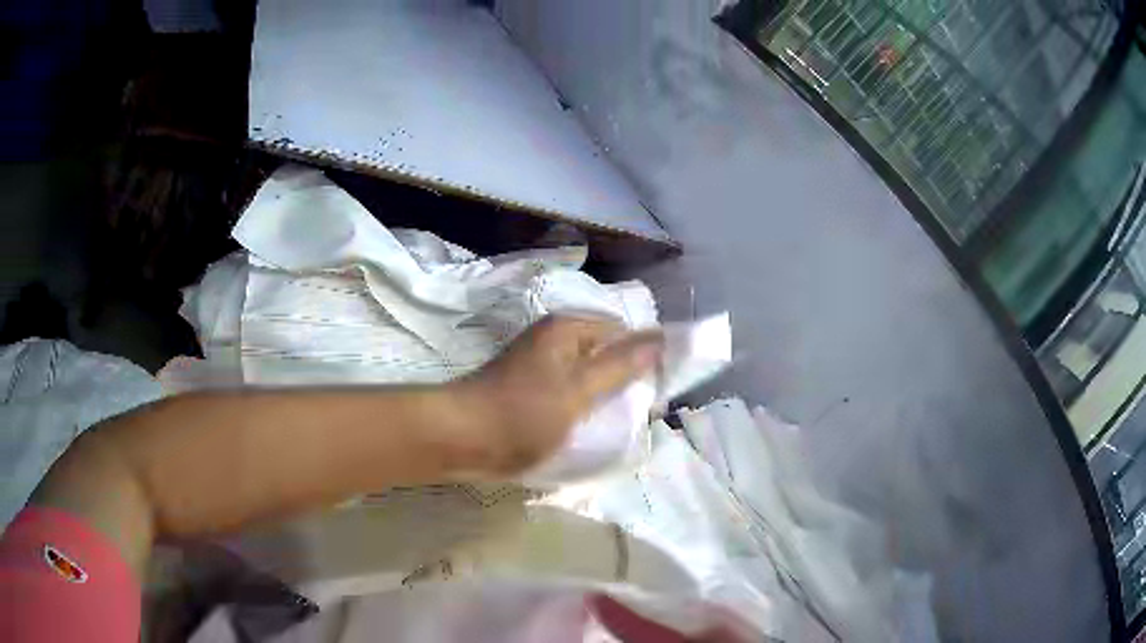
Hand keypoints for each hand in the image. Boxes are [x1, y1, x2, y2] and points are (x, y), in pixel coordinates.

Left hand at [450, 316, 662, 477]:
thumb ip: (621, 365)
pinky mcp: (529, 389)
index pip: (621, 332)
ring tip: (617, 423)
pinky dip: (581, 405)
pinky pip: (568, 391)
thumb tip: (661, 338)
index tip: (654, 393)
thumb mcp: (579, 390)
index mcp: (566, 328)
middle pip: (603, 352)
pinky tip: (589, 427)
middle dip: (623, 378)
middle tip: (639, 413)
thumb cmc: (523, 413)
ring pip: (586, 374)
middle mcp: (553, 338)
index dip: (642, 357)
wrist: (460, 438)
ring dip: (602, 395)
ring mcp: (538, 364)